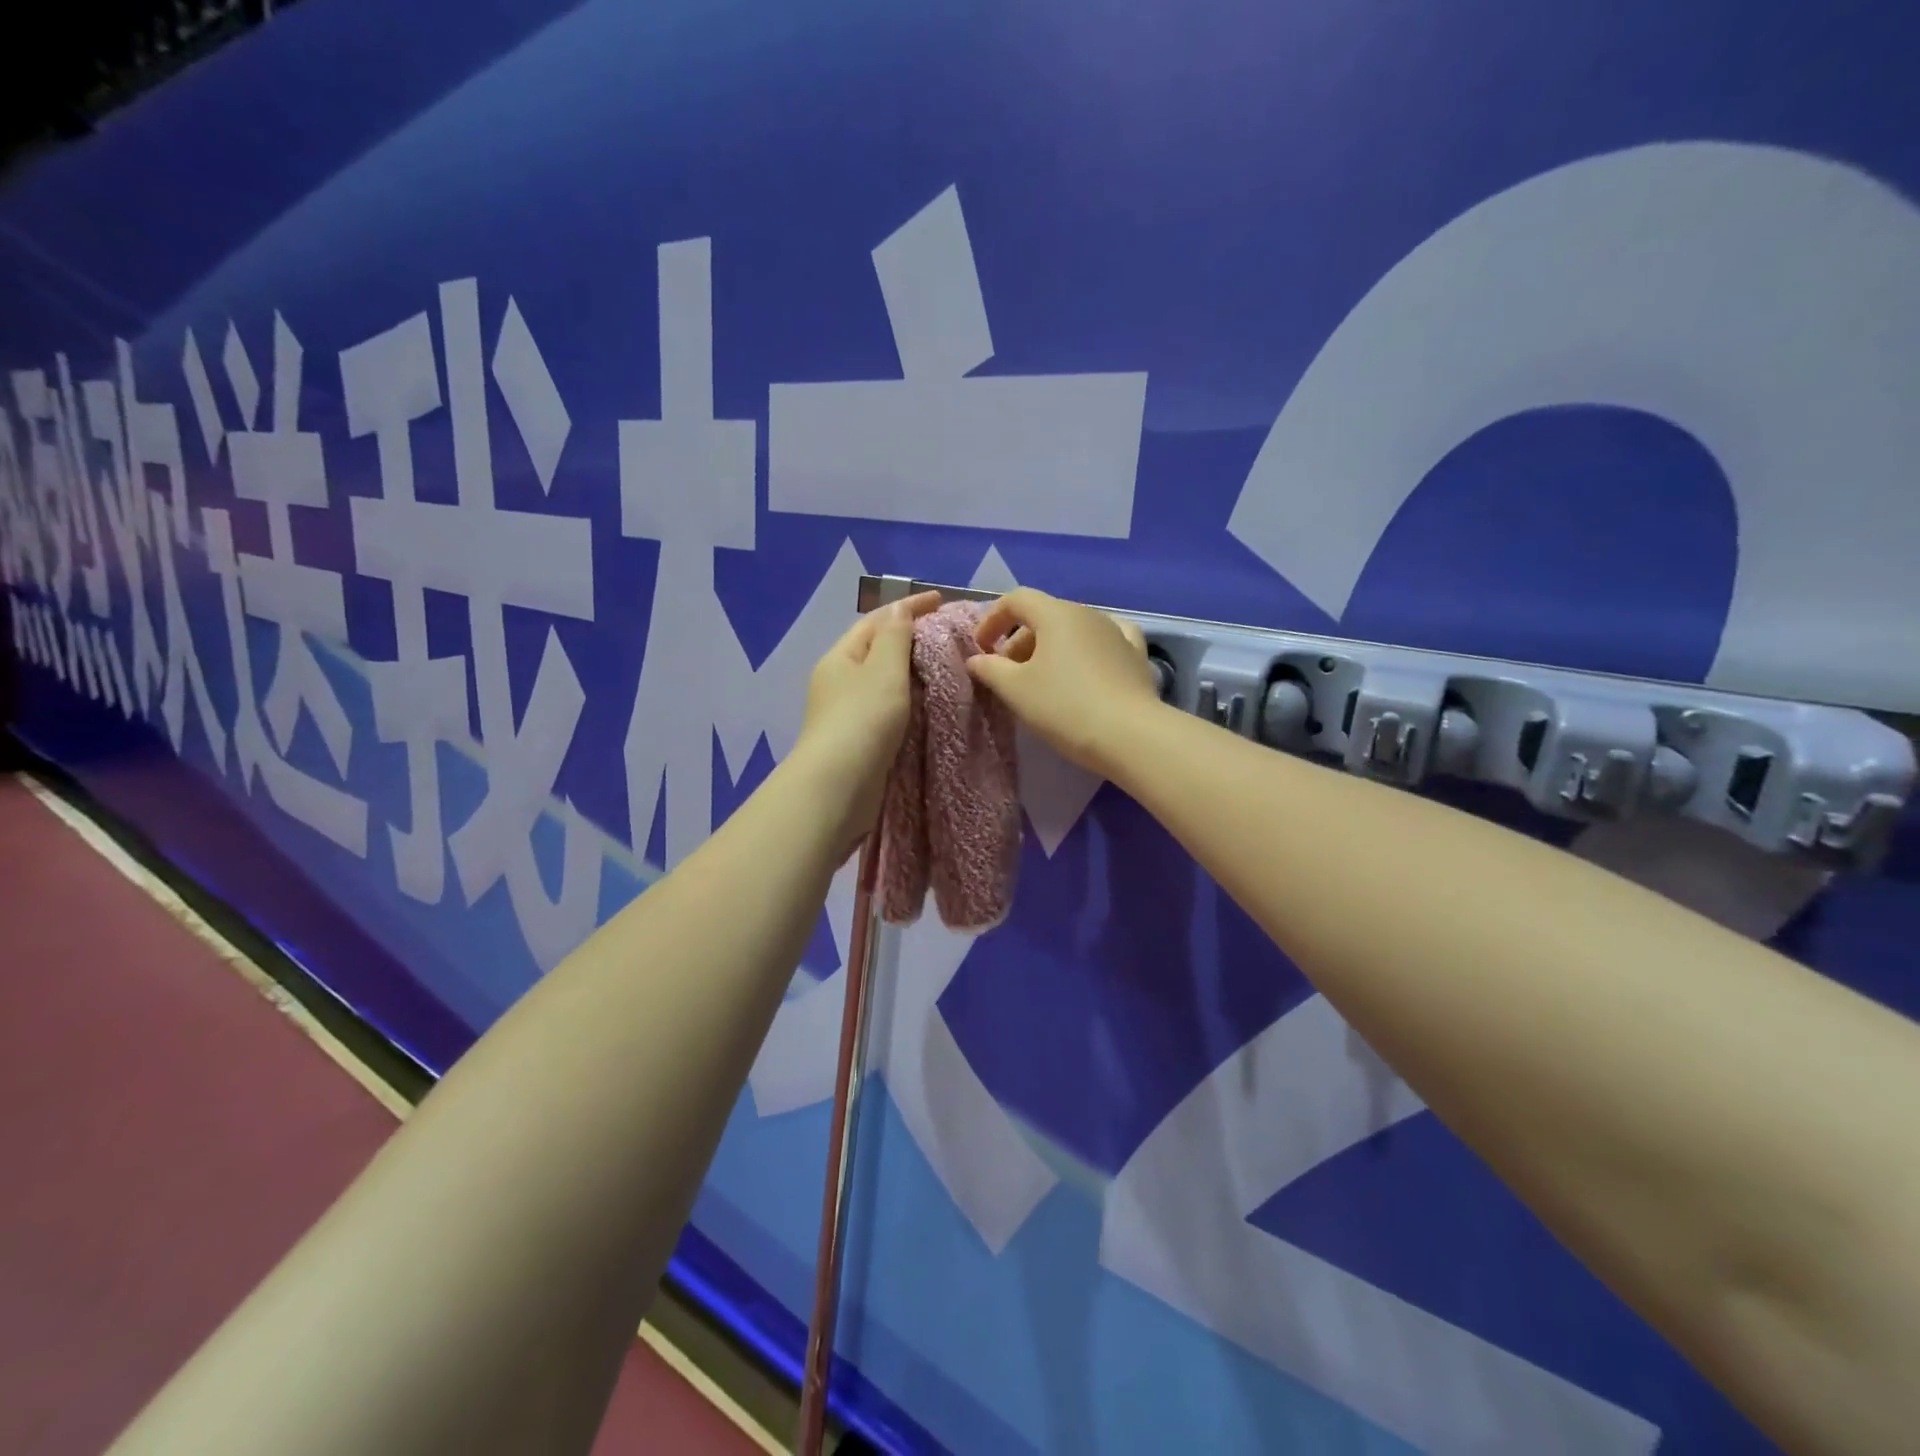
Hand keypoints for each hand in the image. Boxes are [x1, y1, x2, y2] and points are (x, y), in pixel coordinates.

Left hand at [789, 590, 941, 852]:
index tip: (942, 600)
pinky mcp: (861, 740)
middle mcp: (840, 680)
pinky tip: (932, 704)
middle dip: (912, 638)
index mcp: (841, 657)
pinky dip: (911, 700)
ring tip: (948, 666)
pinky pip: (891, 708)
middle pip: (879, 649)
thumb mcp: (883, 669)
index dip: (909, 606)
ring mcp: (848, 712)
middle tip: (951, 635)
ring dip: (913, 671)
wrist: (839, 787)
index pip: (878, 620)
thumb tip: (900, 609)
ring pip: (886, 681)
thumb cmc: (862, 720)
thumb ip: (895, 637)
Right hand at [967, 588, 1159, 772]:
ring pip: (1073, 631)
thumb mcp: (1015, 690)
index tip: (981, 648)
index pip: (1017, 600)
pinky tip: (1086, 668)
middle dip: (1019, 640)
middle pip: (1045, 615)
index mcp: (1056, 614)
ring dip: (1050, 649)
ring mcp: (1117, 633)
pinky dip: (1086, 651)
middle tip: (1006, 674)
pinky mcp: (1135, 657)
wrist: (1129, 735)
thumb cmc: (1064, 707)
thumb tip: (976, 660)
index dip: (992, 619)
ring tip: (1041, 680)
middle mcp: (1088, 614)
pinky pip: (1105, 643)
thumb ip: (990, 669)